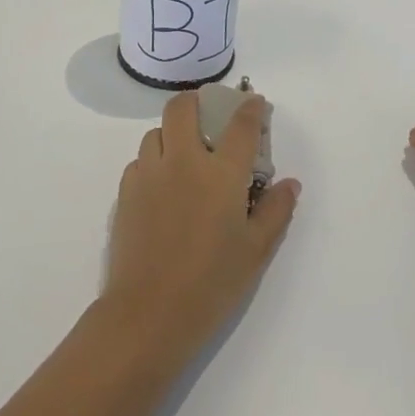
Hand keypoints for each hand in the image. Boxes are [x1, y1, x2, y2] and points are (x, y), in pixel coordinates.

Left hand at [102, 92, 299, 349]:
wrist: (149, 313)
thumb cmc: (212, 282)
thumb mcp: (257, 250)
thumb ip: (276, 210)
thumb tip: (289, 184)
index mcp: (221, 173)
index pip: (240, 125)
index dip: (250, 108)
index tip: (254, 103)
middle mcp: (183, 162)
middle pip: (183, 108)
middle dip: (198, 102)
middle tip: (210, 117)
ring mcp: (149, 174)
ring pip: (156, 132)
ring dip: (173, 134)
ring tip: (185, 156)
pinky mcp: (125, 193)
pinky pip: (139, 161)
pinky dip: (154, 162)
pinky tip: (162, 186)